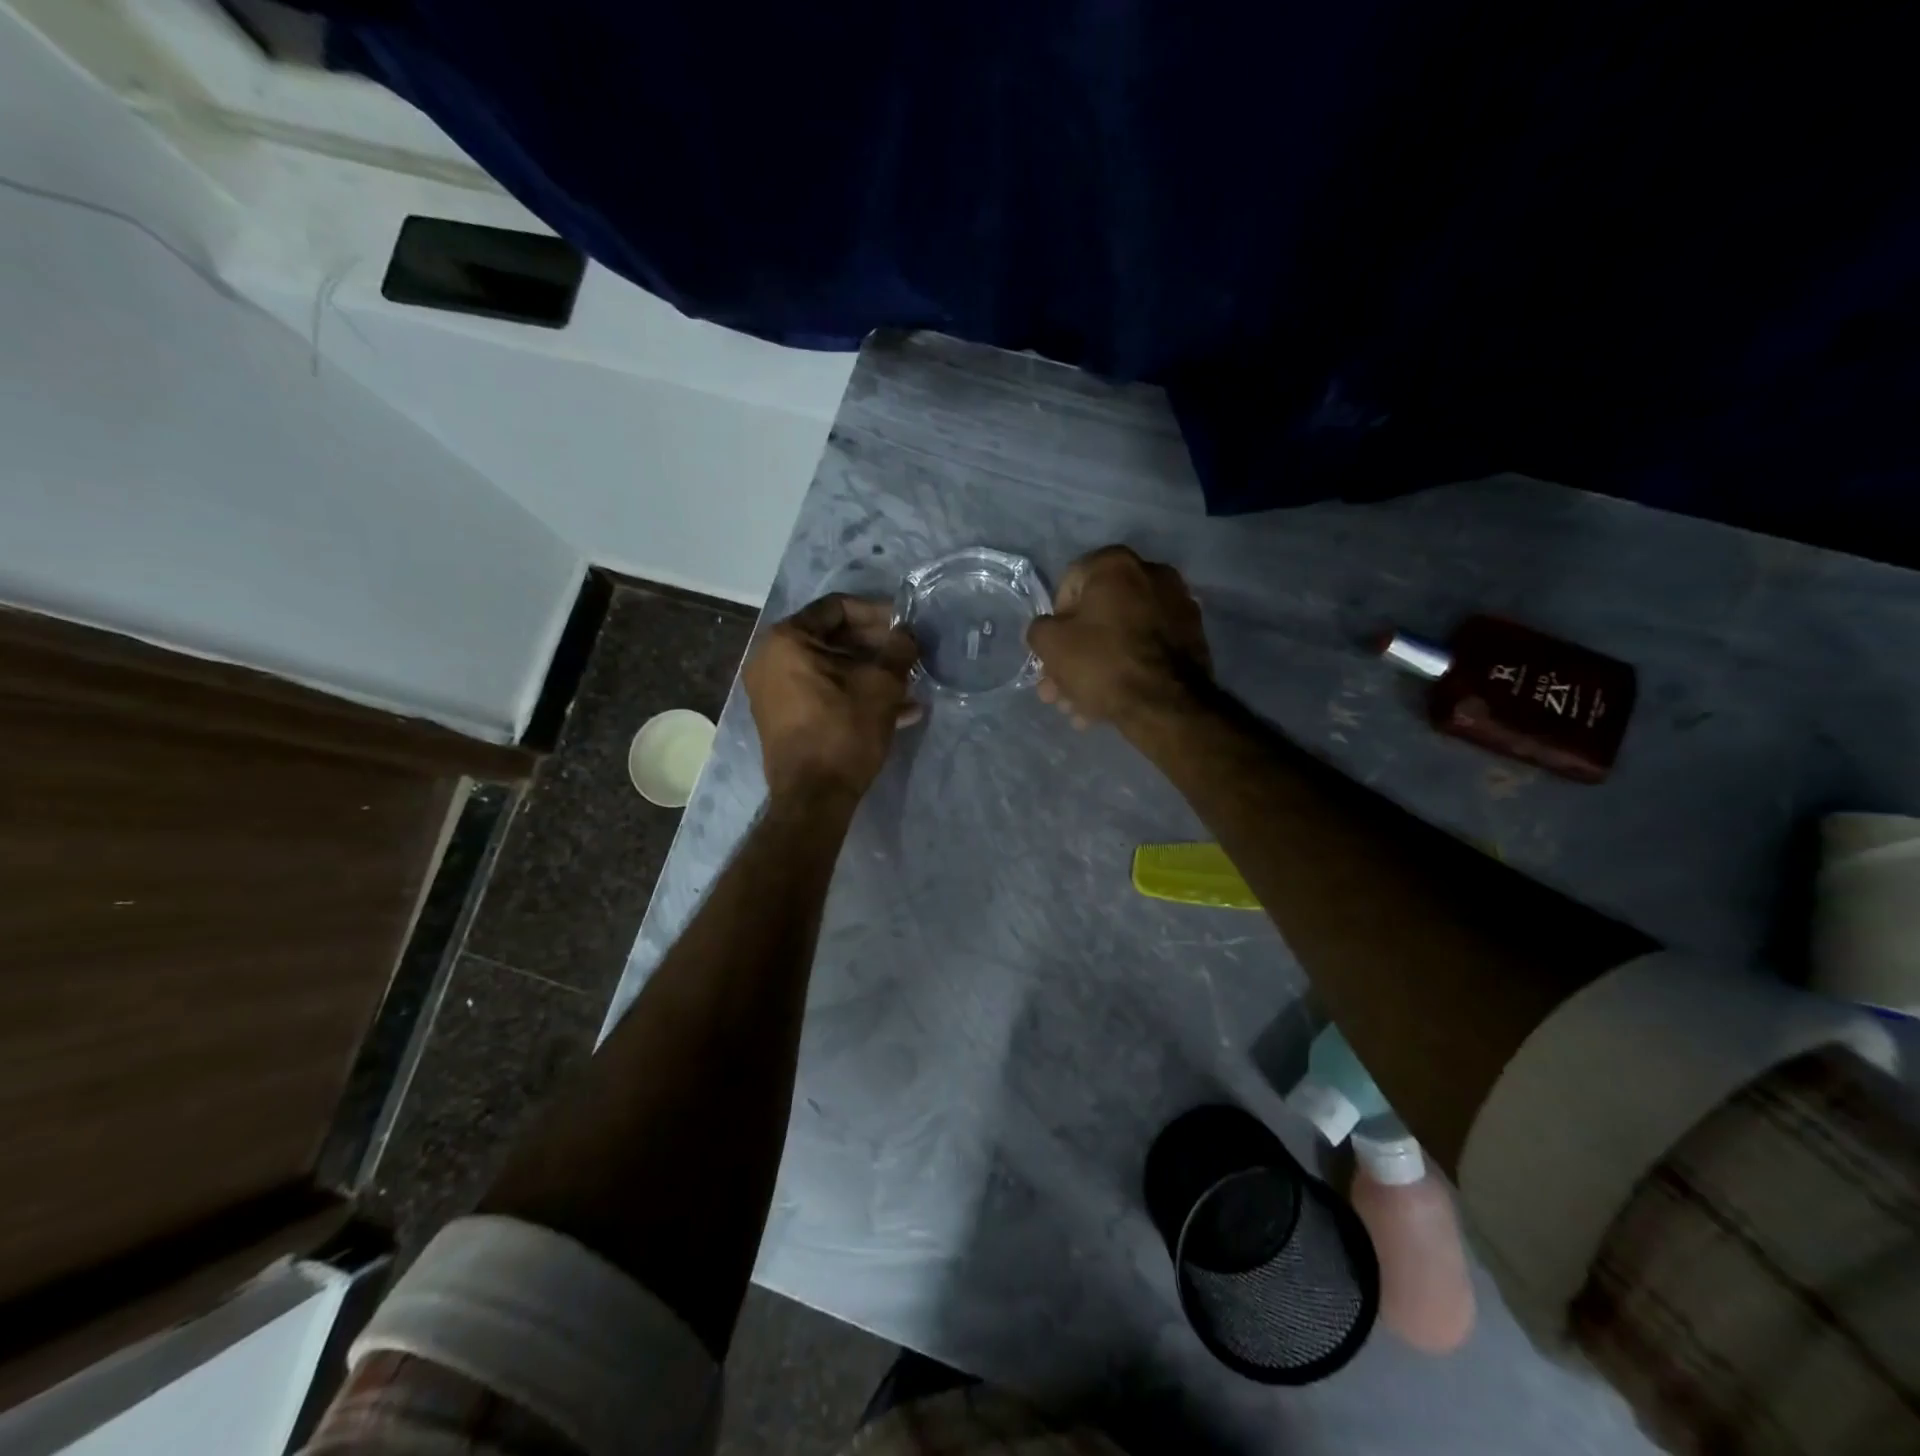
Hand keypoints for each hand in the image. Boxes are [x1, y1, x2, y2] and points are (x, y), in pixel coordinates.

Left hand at [744, 594, 920, 802]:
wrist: (813, 798)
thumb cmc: (844, 731)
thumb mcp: (881, 686)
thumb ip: (899, 650)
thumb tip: (907, 634)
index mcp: (787, 640)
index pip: (837, 608)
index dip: (877, 613)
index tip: (905, 626)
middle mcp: (770, 658)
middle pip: (832, 637)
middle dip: (876, 646)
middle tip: (909, 655)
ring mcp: (773, 690)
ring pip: (831, 668)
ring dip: (870, 672)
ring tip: (909, 684)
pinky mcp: (783, 716)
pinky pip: (822, 691)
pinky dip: (854, 694)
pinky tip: (897, 710)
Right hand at [1025, 546, 1210, 729]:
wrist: (1166, 704)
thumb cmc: (1102, 662)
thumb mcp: (1050, 643)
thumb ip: (1039, 629)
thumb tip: (1047, 630)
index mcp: (1116, 564)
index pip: (1068, 585)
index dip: (1054, 622)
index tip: (1052, 652)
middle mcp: (1152, 573)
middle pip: (1097, 616)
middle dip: (1074, 655)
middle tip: (1059, 689)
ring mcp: (1177, 606)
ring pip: (1121, 637)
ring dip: (1095, 669)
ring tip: (1078, 707)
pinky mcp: (1192, 638)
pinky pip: (1146, 650)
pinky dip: (1126, 670)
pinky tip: (1107, 705)